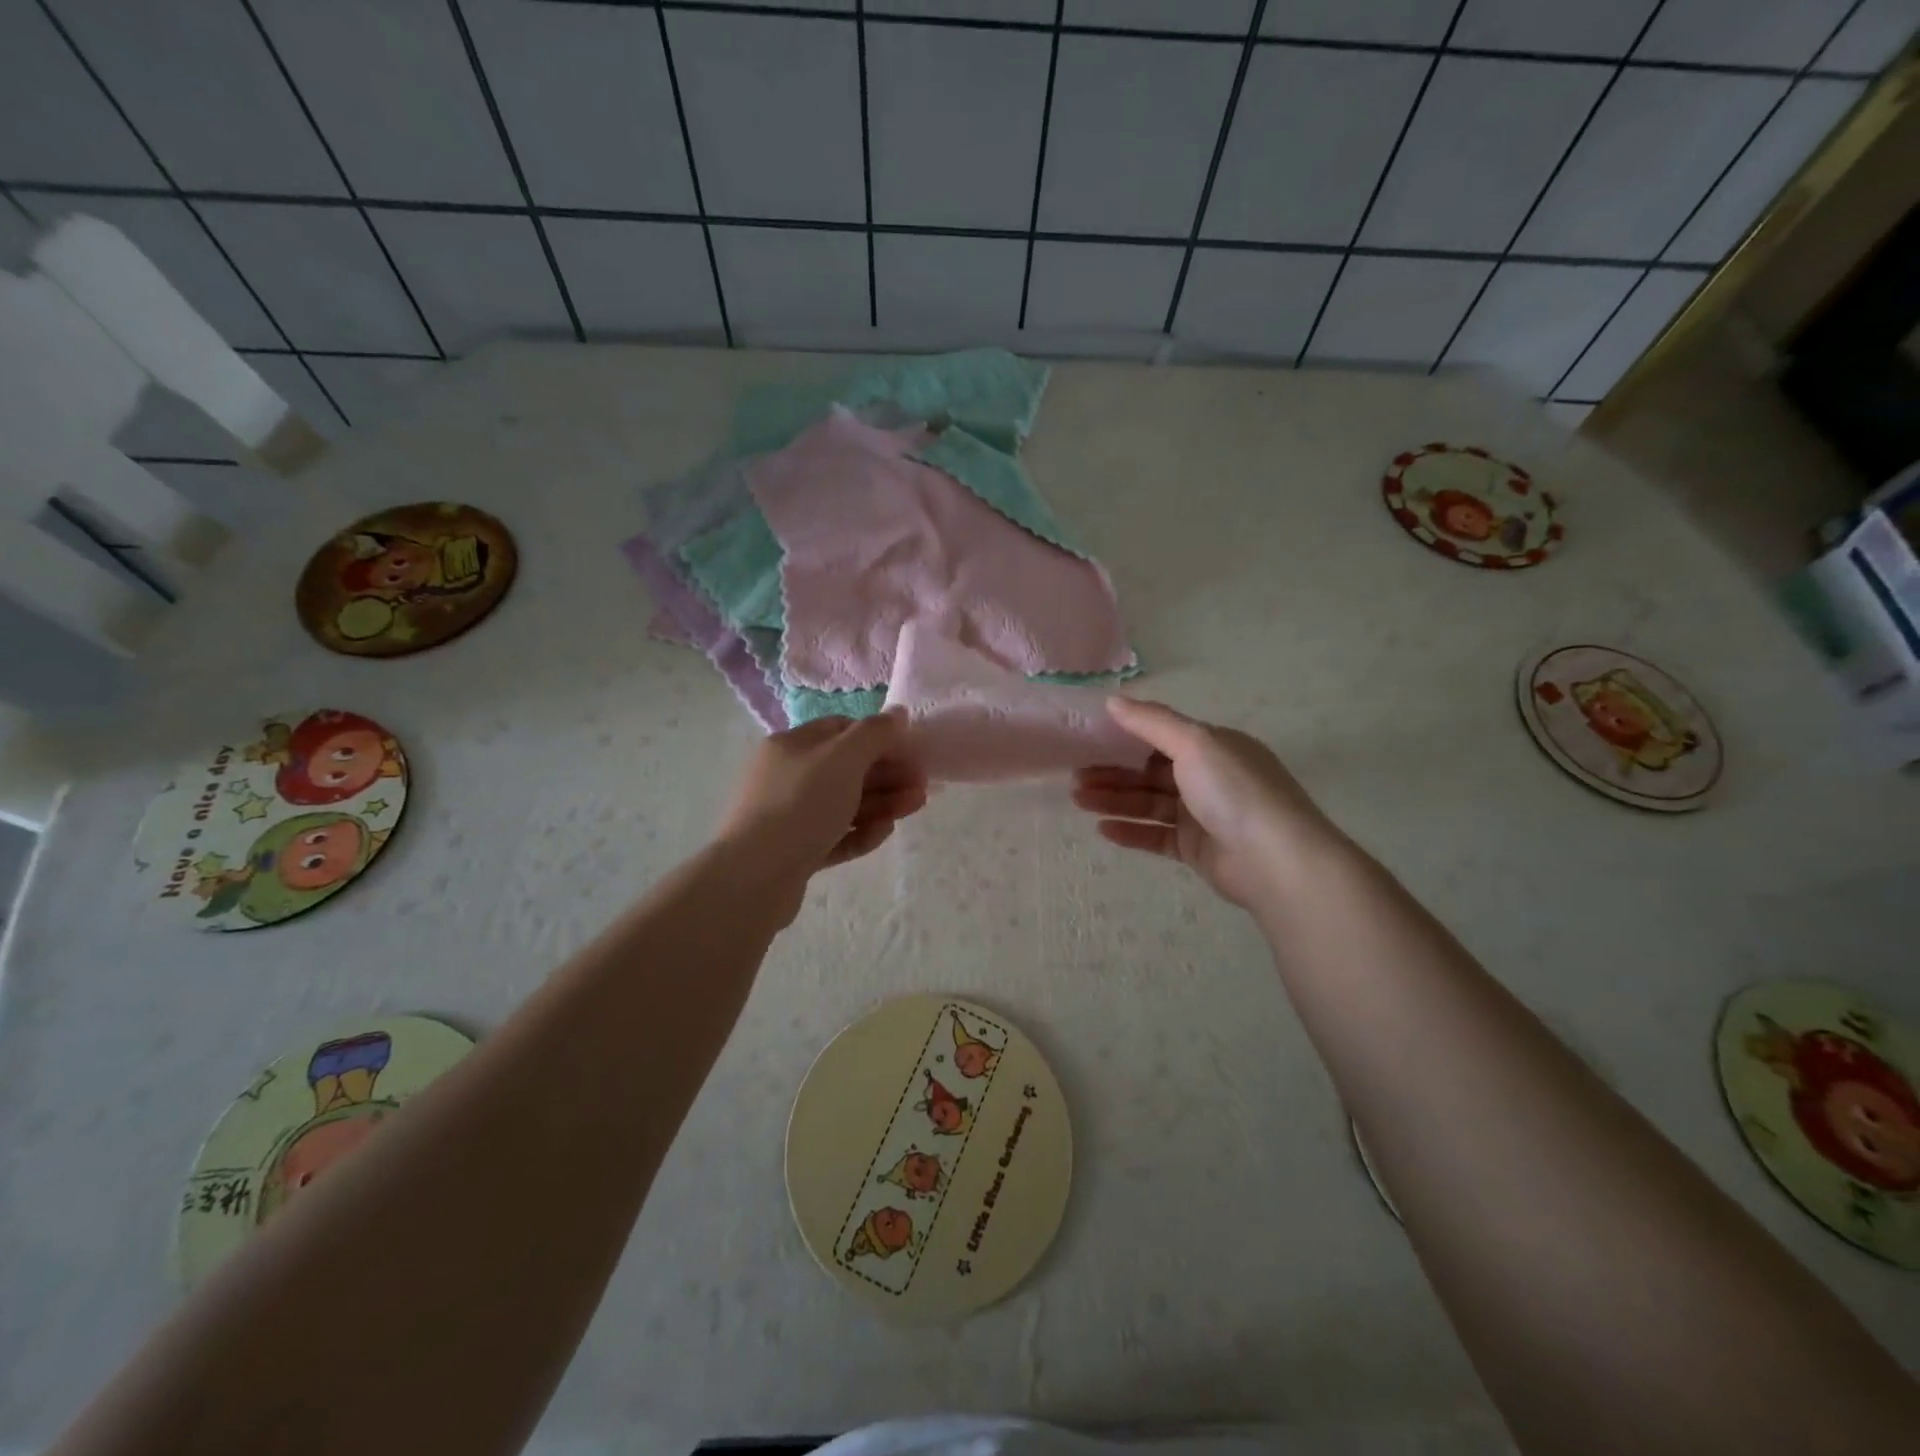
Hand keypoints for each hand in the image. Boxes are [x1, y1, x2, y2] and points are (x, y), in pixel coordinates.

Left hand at [718, 712, 927, 906]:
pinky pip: (835, 835)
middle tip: (922, 785)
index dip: (878, 737)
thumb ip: (875, 733)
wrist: (755, 876)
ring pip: (844, 803)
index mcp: (792, 745)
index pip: (841, 729)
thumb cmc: (801, 804)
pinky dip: (861, 831)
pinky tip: (883, 832)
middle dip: (888, 774)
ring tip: (915, 806)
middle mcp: (788, 776)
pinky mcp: (796, 851)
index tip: (910, 751)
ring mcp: (790, 816)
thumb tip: (898, 713)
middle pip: (847, 769)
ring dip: (882, 803)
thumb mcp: (843, 758)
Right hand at [1072, 698, 1339, 909]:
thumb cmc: (1235, 791)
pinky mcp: (1196, 850)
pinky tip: (1102, 829)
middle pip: (1150, 771)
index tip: (1088, 739)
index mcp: (1214, 747)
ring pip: (1149, 803)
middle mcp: (1208, 778)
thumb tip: (1113, 700)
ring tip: (1078, 799)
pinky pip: (1156, 836)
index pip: (1162, 736)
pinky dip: (1130, 831)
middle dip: (1113, 772)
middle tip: (1074, 775)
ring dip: (1114, 800)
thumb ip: (1152, 722)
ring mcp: (1202, 816)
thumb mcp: (1195, 743)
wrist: (1276, 861)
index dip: (1124, 736)